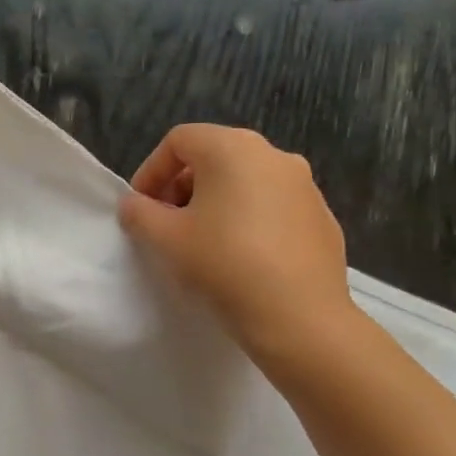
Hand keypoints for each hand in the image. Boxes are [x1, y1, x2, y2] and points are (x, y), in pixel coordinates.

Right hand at [118, 125, 356, 363]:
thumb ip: (140, 213)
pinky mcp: (321, 215)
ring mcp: (304, 184)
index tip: (141, 208)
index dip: (150, 171)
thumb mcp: (165, 239)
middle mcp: (274, 154)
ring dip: (215, 202)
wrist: (298, 315)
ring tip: (201, 242)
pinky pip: (272, 206)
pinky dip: (247, 219)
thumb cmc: (223, 264)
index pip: (179, 140)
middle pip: (214, 156)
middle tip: (167, 224)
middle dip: (182, 186)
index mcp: (233, 149)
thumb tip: (134, 204)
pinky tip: (240, 257)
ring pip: (245, 181)